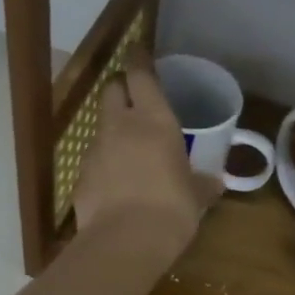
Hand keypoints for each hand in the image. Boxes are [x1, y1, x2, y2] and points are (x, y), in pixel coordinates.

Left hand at [72, 50, 222, 254]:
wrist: (125, 243)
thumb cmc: (172, 210)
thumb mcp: (196, 196)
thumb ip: (202, 184)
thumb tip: (215, 183)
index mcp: (154, 120)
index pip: (141, 76)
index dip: (138, 61)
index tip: (137, 52)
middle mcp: (120, 126)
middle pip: (111, 90)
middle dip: (121, 90)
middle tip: (135, 100)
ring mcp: (95, 150)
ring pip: (101, 126)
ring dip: (113, 130)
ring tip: (129, 150)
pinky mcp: (80, 176)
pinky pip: (93, 160)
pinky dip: (104, 164)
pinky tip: (116, 184)